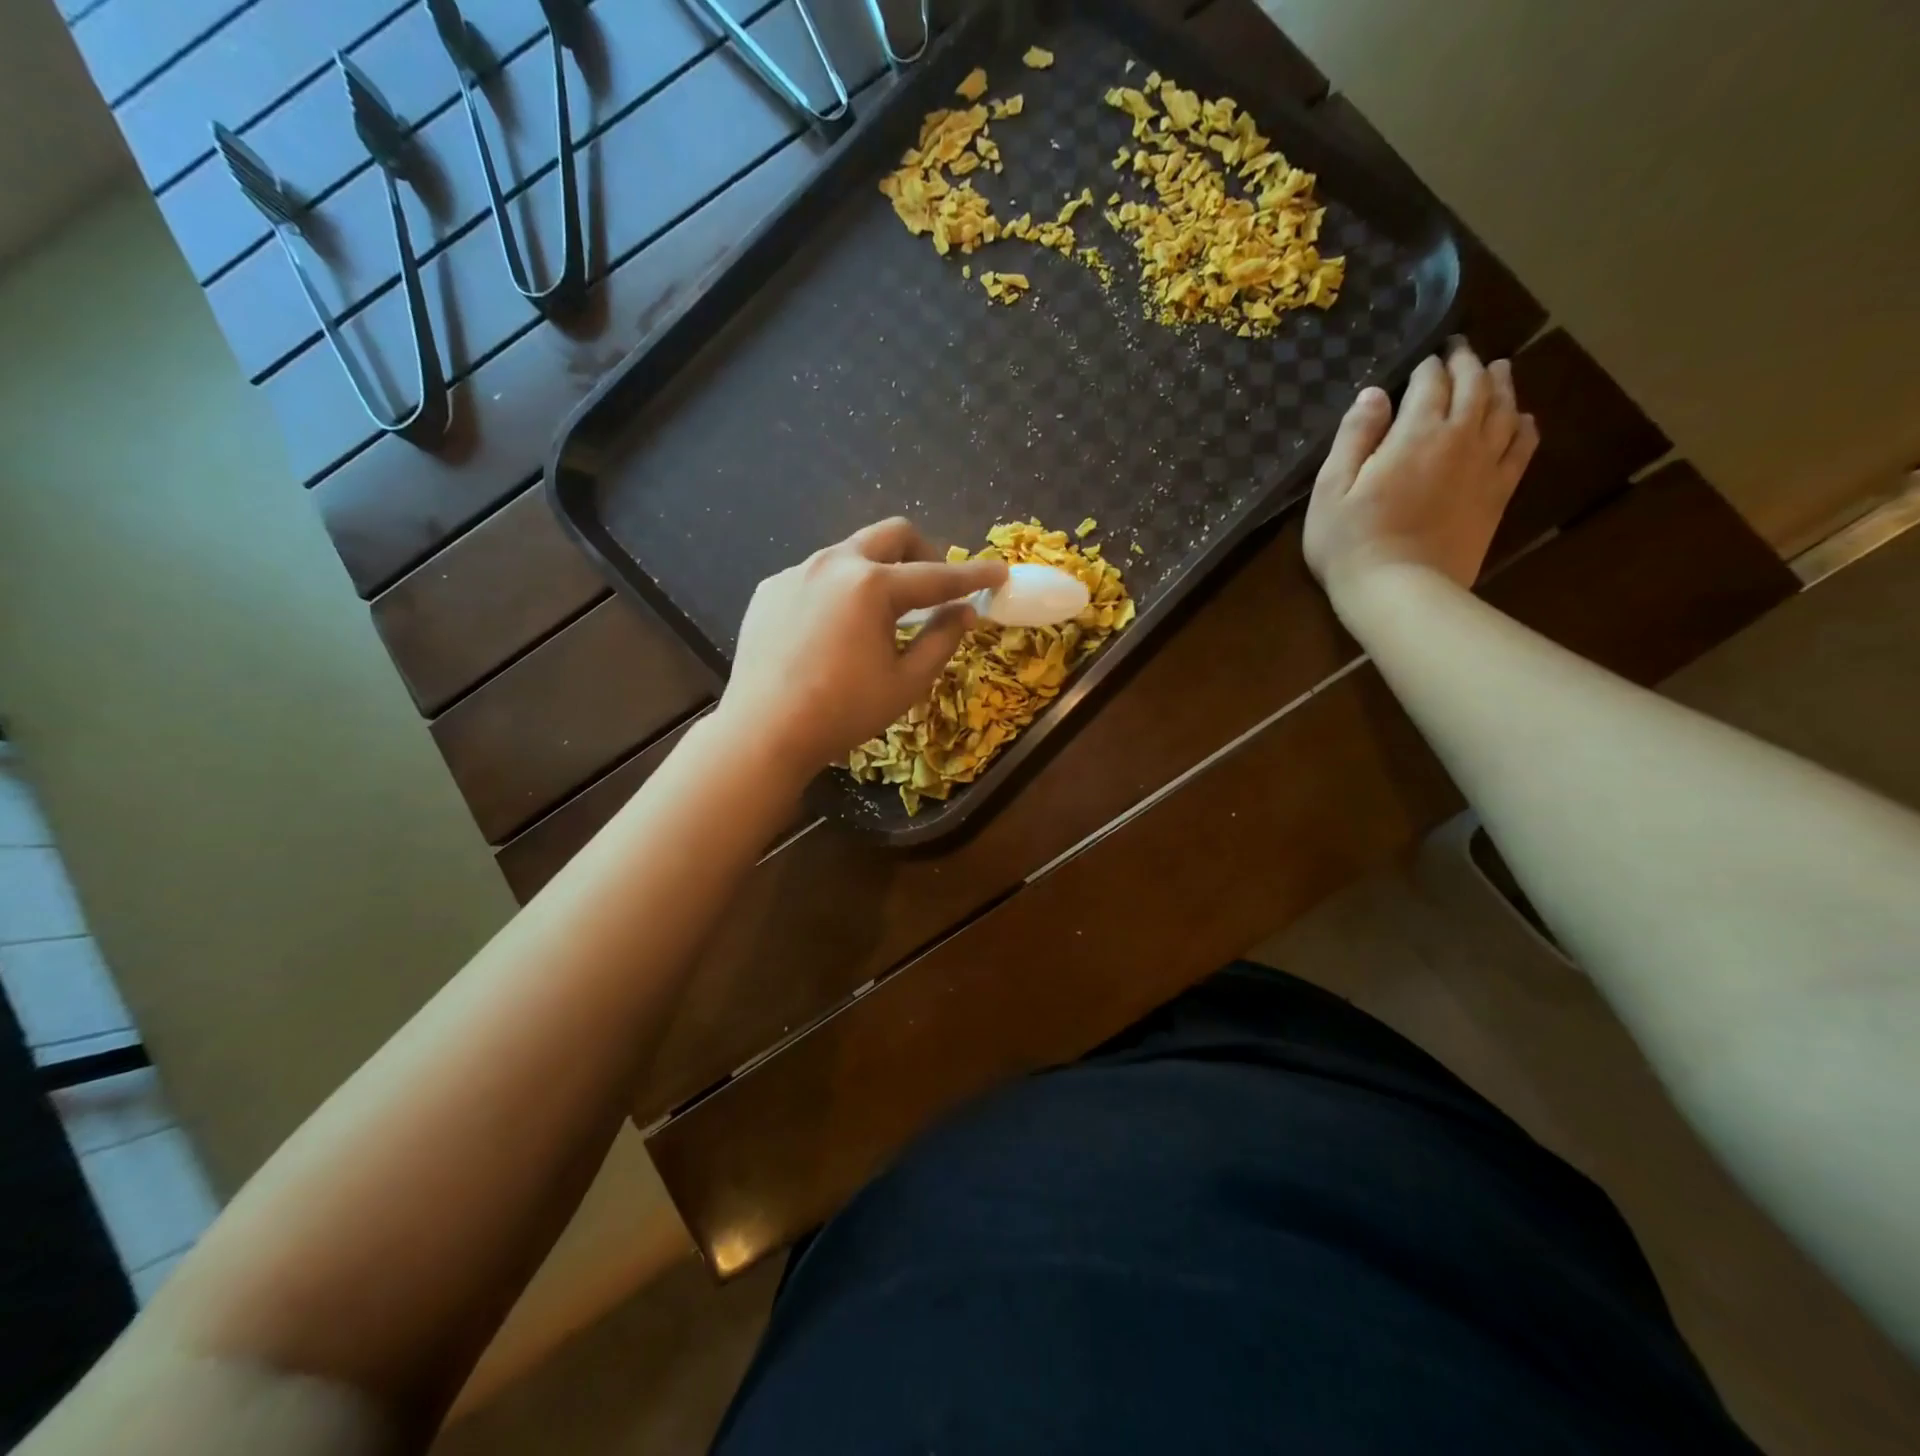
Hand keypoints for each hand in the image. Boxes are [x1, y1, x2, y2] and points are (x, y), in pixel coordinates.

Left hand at [712, 518, 1007, 784]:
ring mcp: (796, 572)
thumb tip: (964, 612)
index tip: (1000, 572)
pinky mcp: (771, 588)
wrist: (763, 732)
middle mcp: (832, 563)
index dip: (973, 576)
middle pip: (892, 535)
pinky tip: (834, 631)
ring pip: (851, 552)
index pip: (936, 575)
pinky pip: (817, 575)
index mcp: (871, 585)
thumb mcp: (905, 683)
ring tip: (880, 615)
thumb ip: (941, 640)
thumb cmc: (842, 712)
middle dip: (923, 553)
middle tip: (933, 588)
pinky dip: (841, 590)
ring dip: (879, 571)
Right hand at [1303, 337, 1538, 604]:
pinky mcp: (1498, 494)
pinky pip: (1522, 447)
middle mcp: (1460, 438)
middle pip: (1474, 386)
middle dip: (1466, 363)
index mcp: (1416, 433)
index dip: (1427, 365)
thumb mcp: (1330, 490)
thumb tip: (1374, 393)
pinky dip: (1523, 424)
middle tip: (1459, 351)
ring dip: (1500, 383)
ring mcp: (1485, 466)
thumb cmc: (1350, 543)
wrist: (1399, 591)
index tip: (1423, 357)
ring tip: (1496, 369)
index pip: (1430, 382)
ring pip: (1504, 408)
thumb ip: (1353, 438)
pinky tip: (1521, 418)